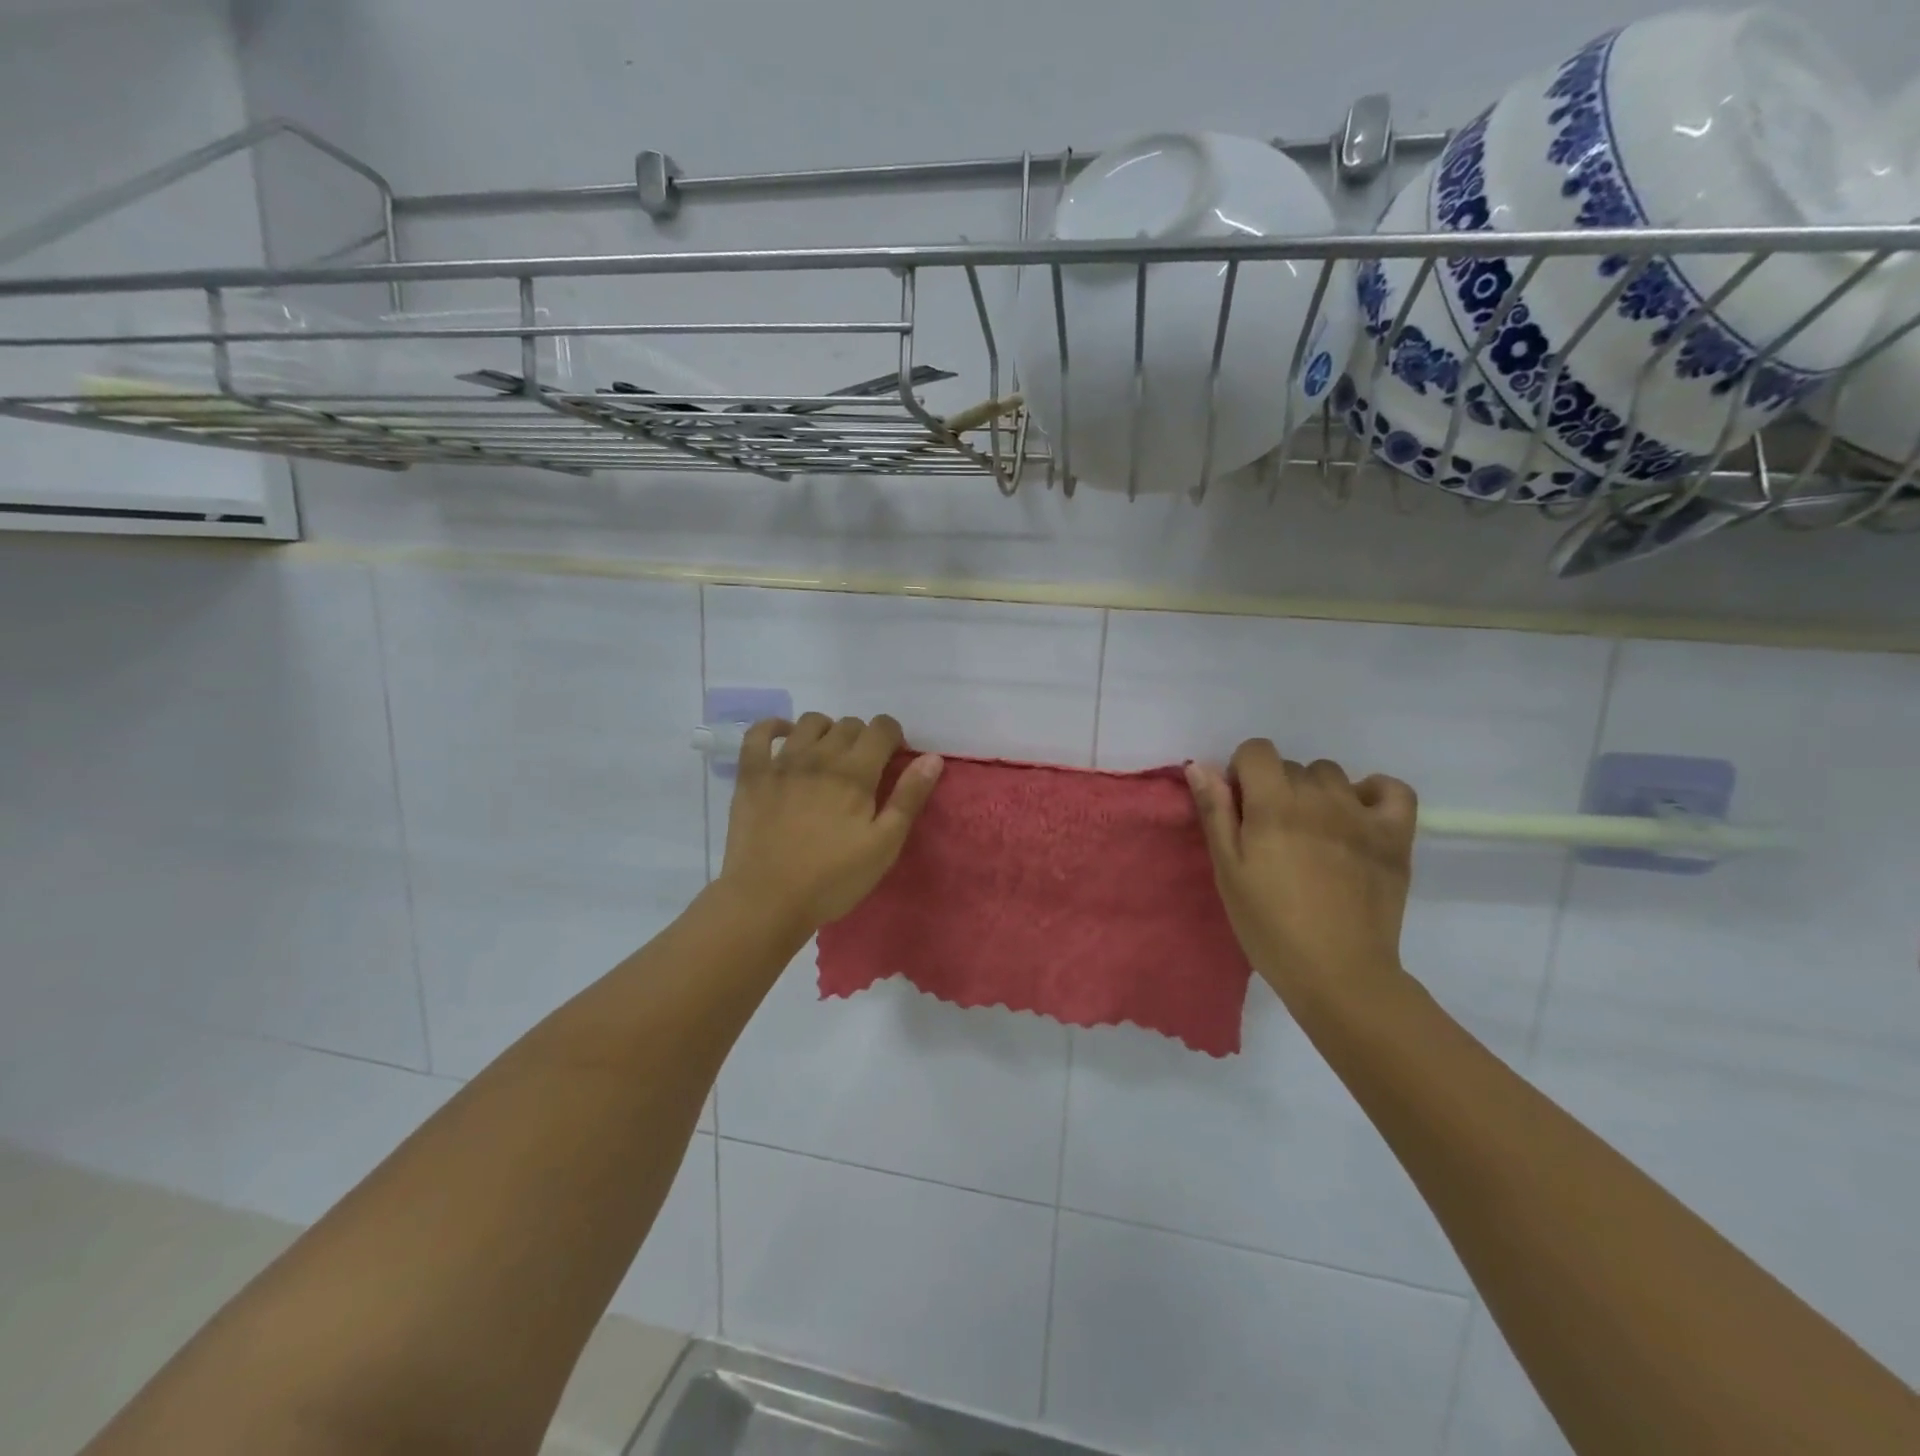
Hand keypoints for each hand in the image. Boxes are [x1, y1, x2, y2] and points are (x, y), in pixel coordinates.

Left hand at [719, 713, 943, 932]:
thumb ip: (908, 798)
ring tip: (829, 754)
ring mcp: (781, 763)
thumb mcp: (884, 845)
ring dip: (827, 730)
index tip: (893, 757)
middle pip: (848, 724)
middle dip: (863, 737)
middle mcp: (819, 757)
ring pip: (810, 722)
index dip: (893, 735)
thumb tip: (932, 758)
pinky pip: (759, 734)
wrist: (767, 900)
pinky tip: (785, 737)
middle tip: (864, 767)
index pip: (881, 729)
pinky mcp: (751, 775)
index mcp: (854, 773)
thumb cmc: (833, 878)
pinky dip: (774, 726)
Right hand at [1187, 740, 1416, 1003]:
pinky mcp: (1395, 835)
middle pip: (1292, 766)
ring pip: (1332, 775)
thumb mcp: (1228, 871)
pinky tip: (1358, 815)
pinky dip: (1373, 792)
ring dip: (1316, 793)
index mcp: (1273, 805)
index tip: (1241, 808)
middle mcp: (1319, 798)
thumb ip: (1215, 813)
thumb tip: (1200, 765)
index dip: (1242, 772)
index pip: (1257, 750)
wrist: (1338, 973)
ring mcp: (1362, 814)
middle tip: (1273, 834)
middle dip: (1275, 788)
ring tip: (1314, 833)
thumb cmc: (1269, 926)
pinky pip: (1391, 788)